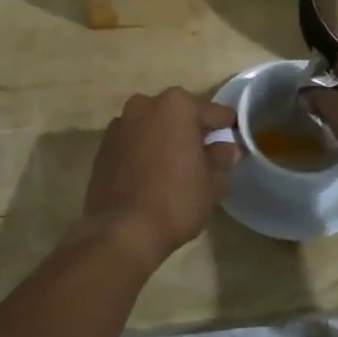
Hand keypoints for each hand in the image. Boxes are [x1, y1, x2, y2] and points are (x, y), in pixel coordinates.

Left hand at [78, 89, 239, 267]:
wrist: (121, 232)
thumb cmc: (175, 200)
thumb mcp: (213, 182)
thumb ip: (222, 157)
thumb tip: (226, 147)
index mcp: (177, 105)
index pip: (213, 113)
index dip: (226, 129)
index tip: (234, 142)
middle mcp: (144, 105)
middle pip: (179, 115)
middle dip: (192, 132)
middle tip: (205, 157)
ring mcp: (119, 125)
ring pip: (154, 127)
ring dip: (165, 140)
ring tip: (176, 168)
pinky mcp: (103, 147)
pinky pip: (134, 143)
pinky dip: (145, 152)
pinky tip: (151, 176)